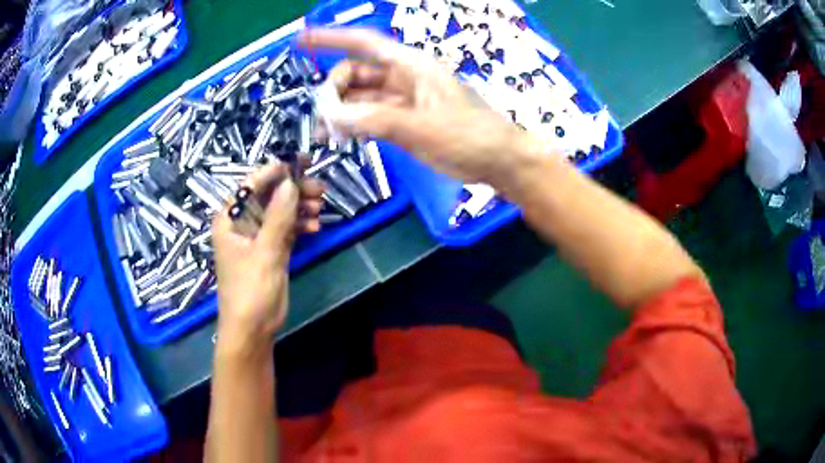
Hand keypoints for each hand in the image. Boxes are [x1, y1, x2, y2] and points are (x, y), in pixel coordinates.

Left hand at [212, 163, 323, 347]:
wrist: (252, 329)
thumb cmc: (250, 290)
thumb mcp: (265, 252)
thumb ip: (278, 216)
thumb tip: (290, 182)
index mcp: (230, 219)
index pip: (250, 185)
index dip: (274, 171)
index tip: (299, 162)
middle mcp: (241, 223)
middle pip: (268, 196)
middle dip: (292, 190)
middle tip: (319, 187)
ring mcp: (257, 236)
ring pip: (279, 211)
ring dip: (299, 207)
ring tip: (320, 206)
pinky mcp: (270, 250)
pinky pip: (286, 229)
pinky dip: (299, 225)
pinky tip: (315, 226)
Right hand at [300, 28, 542, 186]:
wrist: (498, 160)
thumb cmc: (469, 135)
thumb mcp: (420, 126)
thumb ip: (374, 119)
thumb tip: (332, 116)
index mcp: (411, 65)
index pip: (364, 43)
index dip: (331, 38)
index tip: (302, 39)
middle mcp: (403, 77)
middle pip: (356, 73)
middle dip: (335, 90)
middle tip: (324, 118)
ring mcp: (403, 99)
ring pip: (361, 97)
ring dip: (341, 110)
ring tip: (325, 133)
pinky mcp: (405, 120)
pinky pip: (370, 115)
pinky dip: (354, 124)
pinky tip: (342, 136)